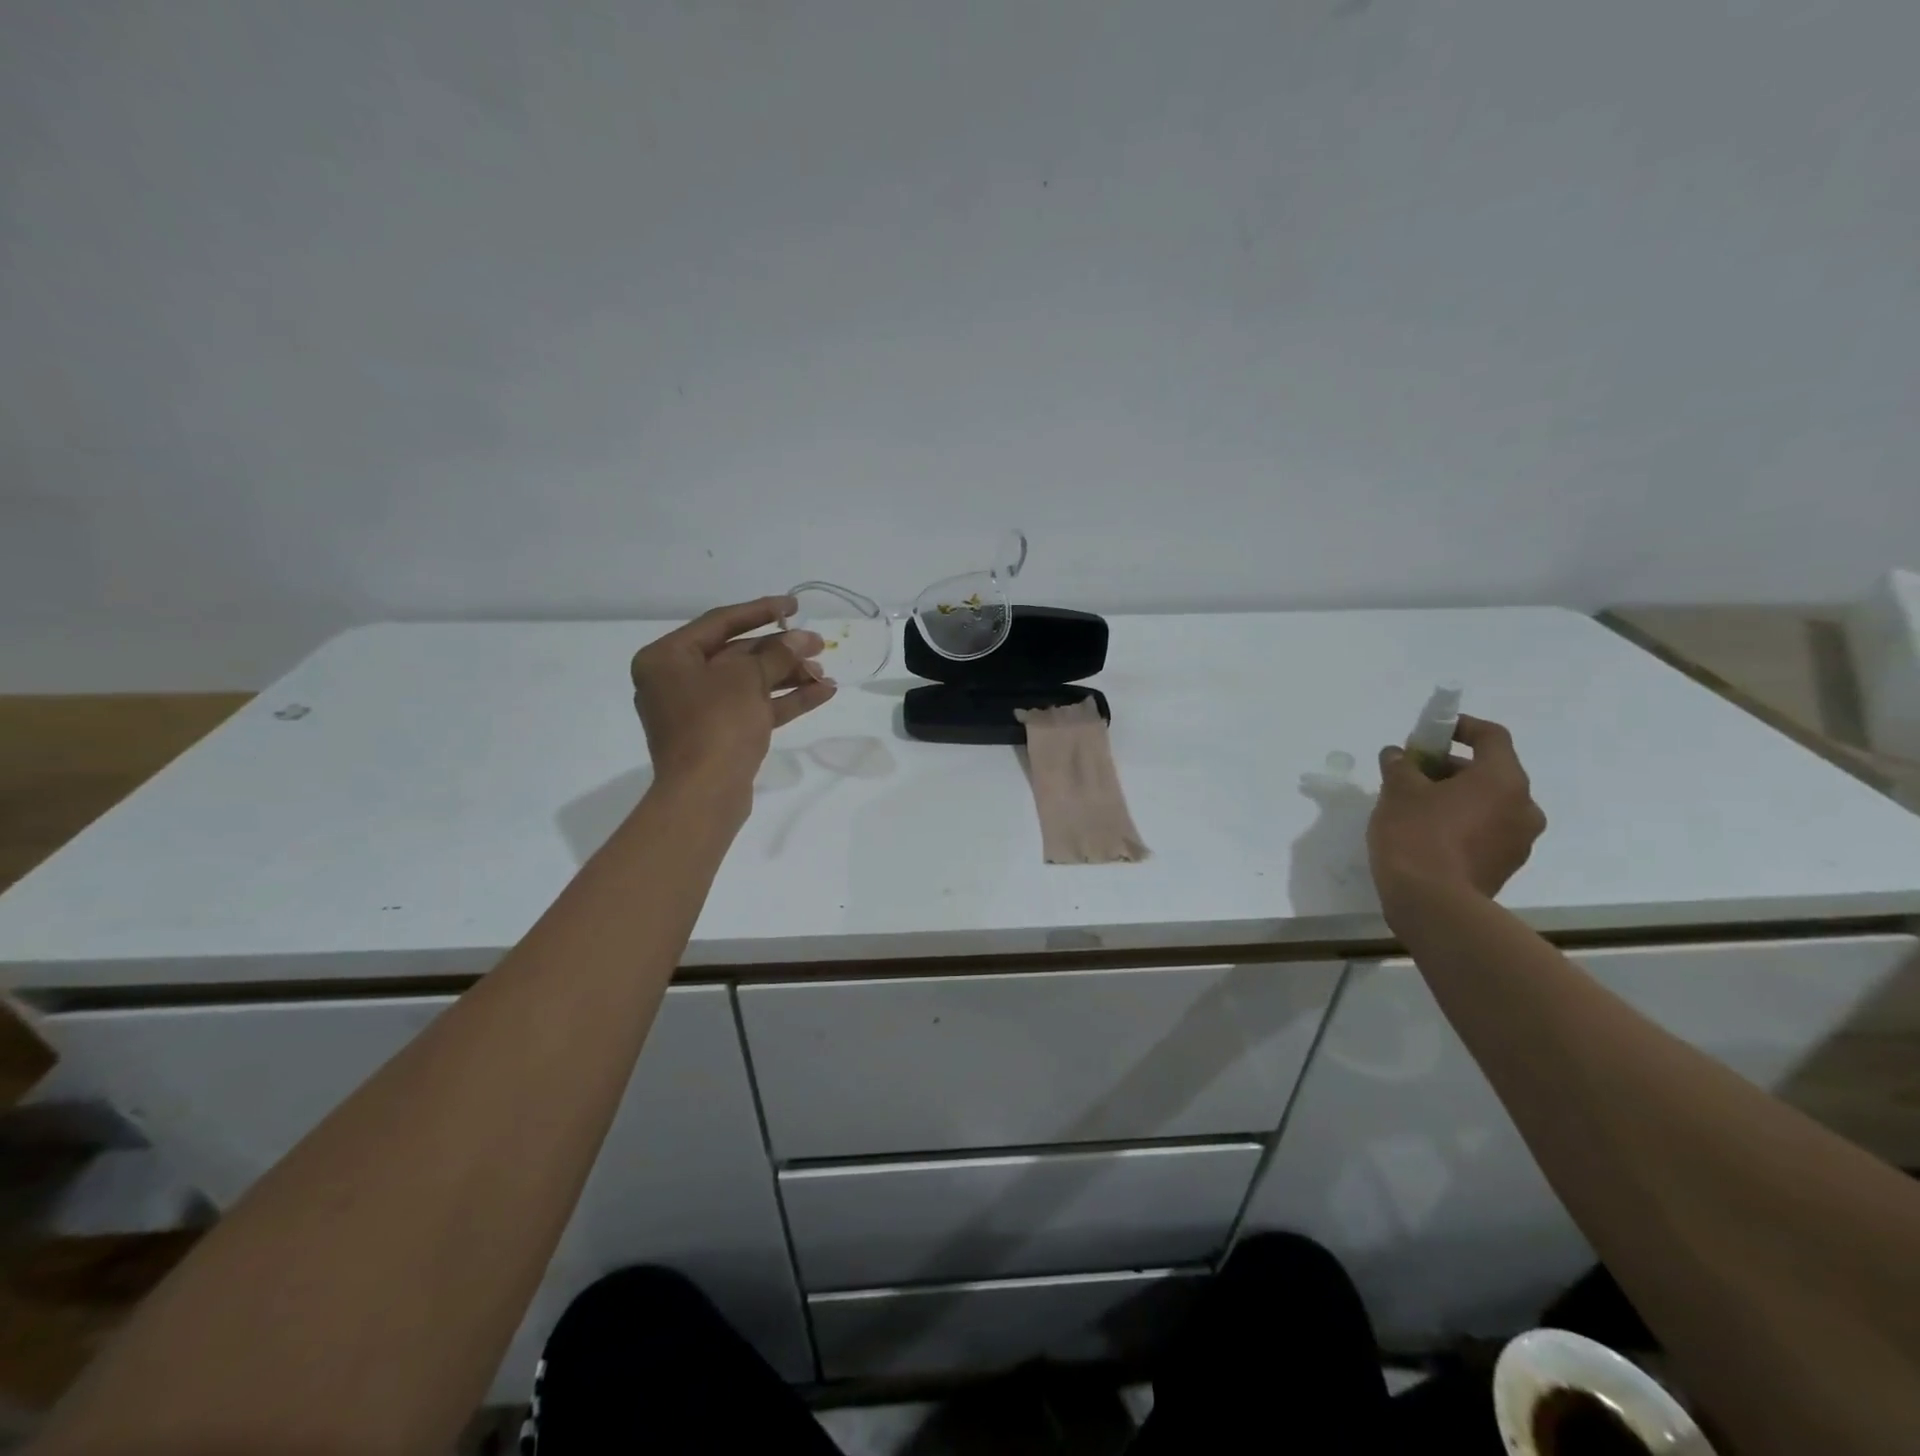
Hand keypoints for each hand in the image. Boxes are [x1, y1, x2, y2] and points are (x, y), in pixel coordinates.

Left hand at [630, 596, 835, 799]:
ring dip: (788, 676)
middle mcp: (677, 681)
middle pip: (737, 654)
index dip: (760, 610)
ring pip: (749, 684)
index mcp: (667, 658)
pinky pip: (753, 709)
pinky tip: (822, 693)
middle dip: (781, 650)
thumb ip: (777, 654)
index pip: (719, 622)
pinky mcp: (718, 736)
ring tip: (826, 673)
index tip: (794, 606)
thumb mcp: (747, 679)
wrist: (704, 794)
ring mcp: (697, 711)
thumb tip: (802, 639)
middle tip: (819, 644)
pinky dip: (784, 701)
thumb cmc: (716, 723)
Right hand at [1367, 715, 1546, 908]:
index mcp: (1503, 780)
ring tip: (1413, 806)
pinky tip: (1425, 834)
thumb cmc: (1417, 834)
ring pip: (1487, 804)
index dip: (1459, 727)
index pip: (1491, 737)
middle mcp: (1523, 807)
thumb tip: (1398, 754)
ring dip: (1454, 797)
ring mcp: (1518, 841)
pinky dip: (1460, 823)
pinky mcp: (1505, 867)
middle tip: (1410, 773)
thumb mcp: (1398, 791)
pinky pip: (1484, 831)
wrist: (1433, 904)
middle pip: (1488, 772)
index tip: (1429, 732)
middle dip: (1448, 767)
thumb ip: (1400, 765)